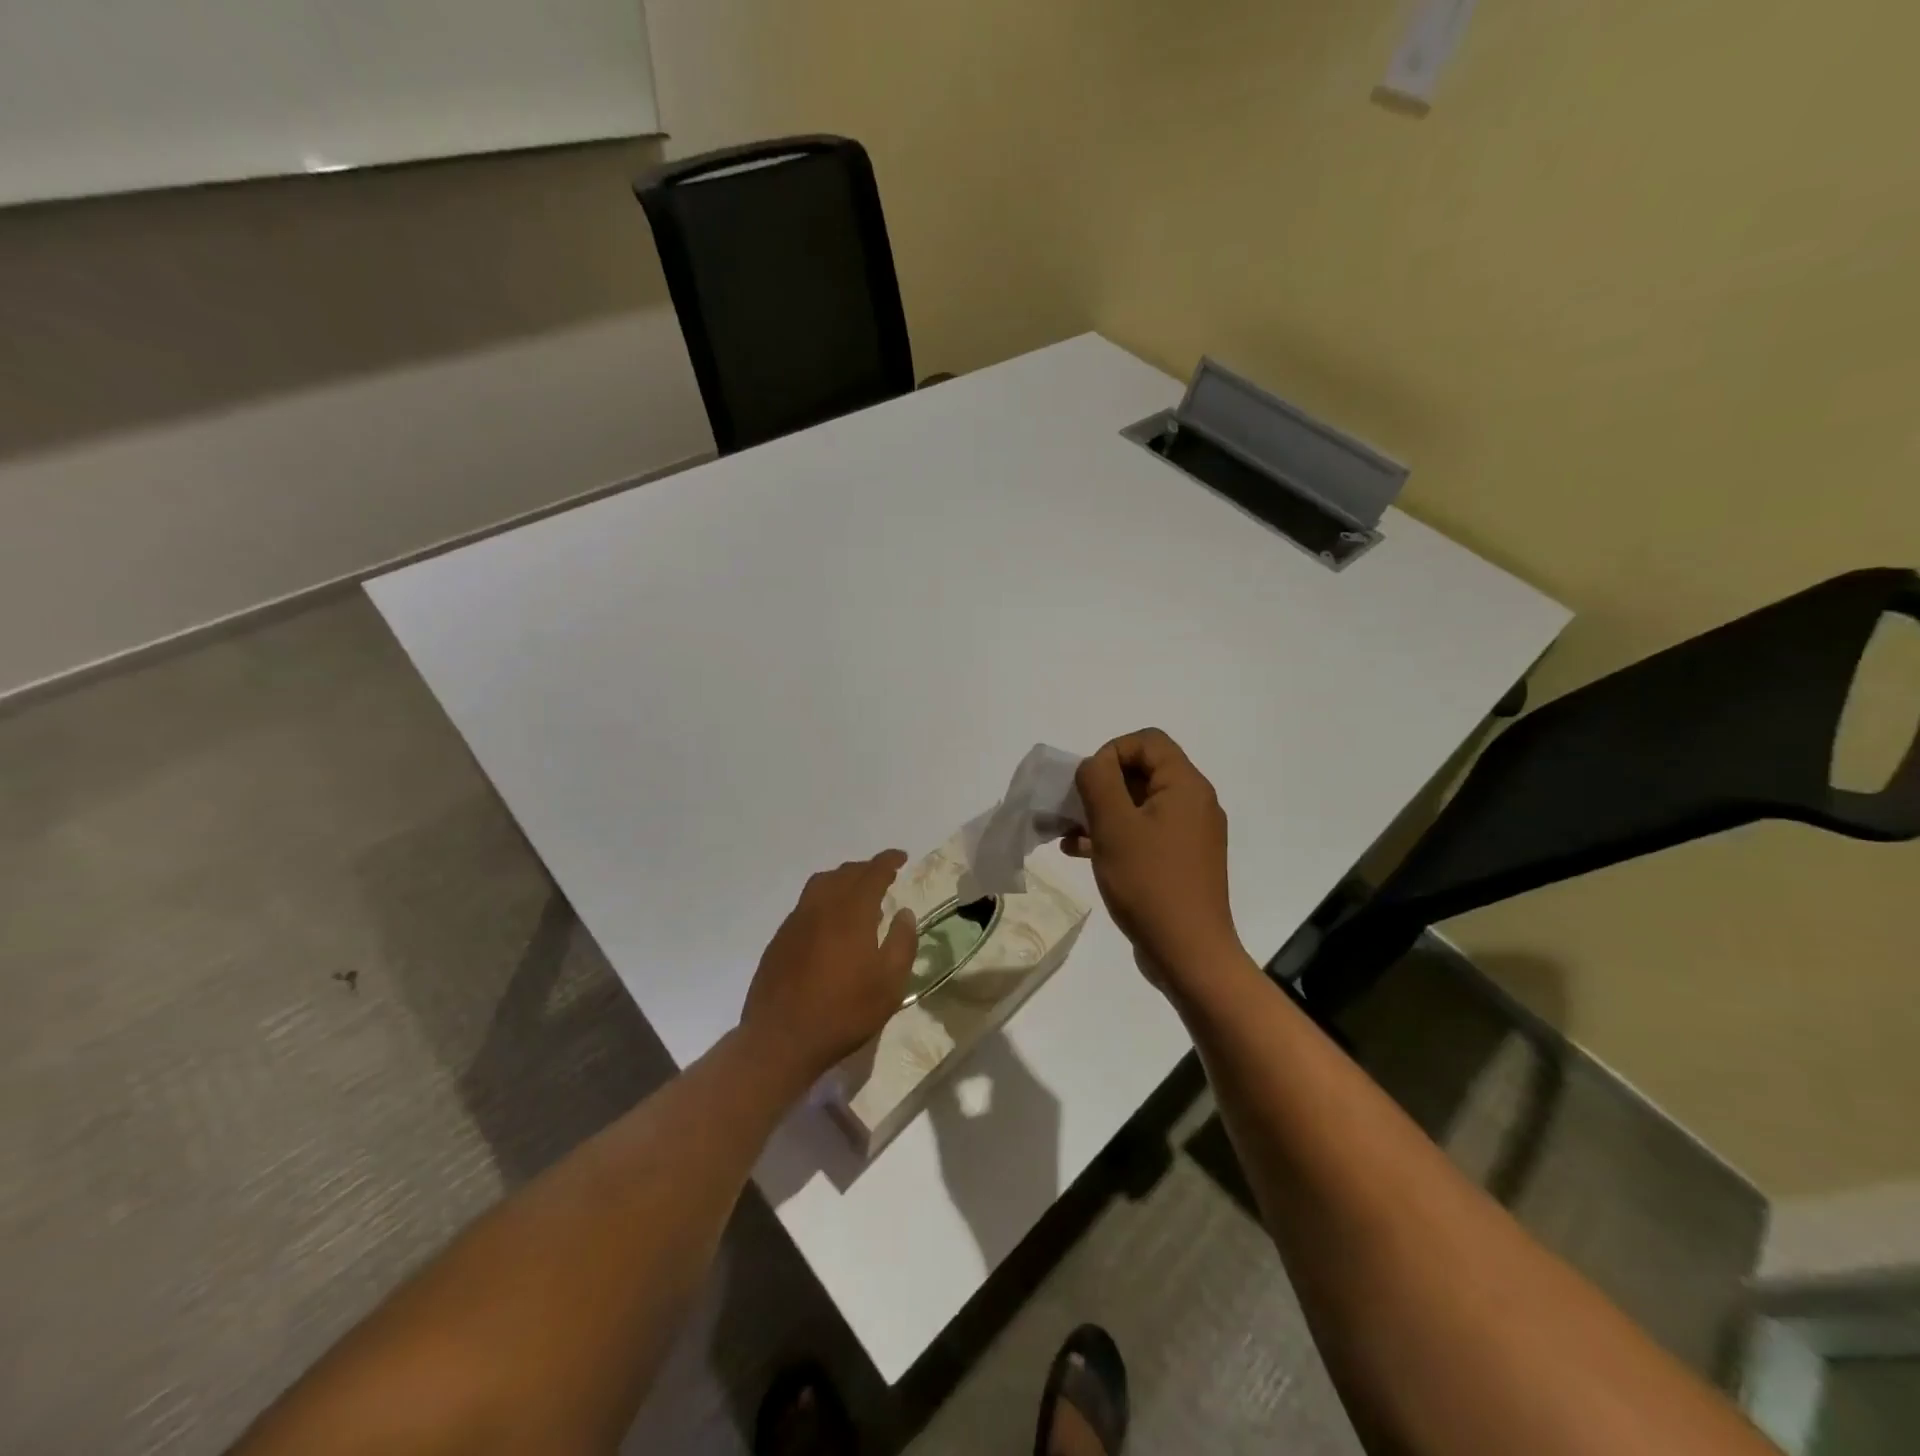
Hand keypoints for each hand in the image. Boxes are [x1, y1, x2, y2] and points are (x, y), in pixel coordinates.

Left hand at [740, 851, 917, 1087]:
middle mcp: (821, 907)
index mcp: (851, 912)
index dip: (888, 861)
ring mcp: (796, 922)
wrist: (781, 1040)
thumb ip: (902, 943)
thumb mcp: (890, 984)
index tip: (901, 857)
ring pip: (821, 884)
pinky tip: (831, 924)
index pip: (872, 873)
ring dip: (843, 880)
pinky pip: (806, 904)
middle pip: (845, 874)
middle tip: (884, 876)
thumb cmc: (844, 1012)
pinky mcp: (780, 939)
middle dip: (866, 869)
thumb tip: (904, 913)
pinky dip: (825, 900)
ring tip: (858, 895)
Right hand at [1064, 729, 1244, 986]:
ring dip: (1102, 812)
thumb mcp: (1114, 825)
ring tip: (1068, 833)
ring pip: (1139, 805)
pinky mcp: (1180, 861)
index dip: (1111, 751)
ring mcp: (1189, 834)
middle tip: (1072, 809)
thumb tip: (1094, 765)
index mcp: (1185, 786)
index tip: (1087, 783)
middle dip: (1101, 785)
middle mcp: (1194, 803)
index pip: (1147, 741)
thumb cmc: (1149, 882)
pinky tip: (1081, 853)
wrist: (1188, 953)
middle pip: (1142, 771)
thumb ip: (1098, 781)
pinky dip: (1115, 835)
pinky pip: (1144, 833)